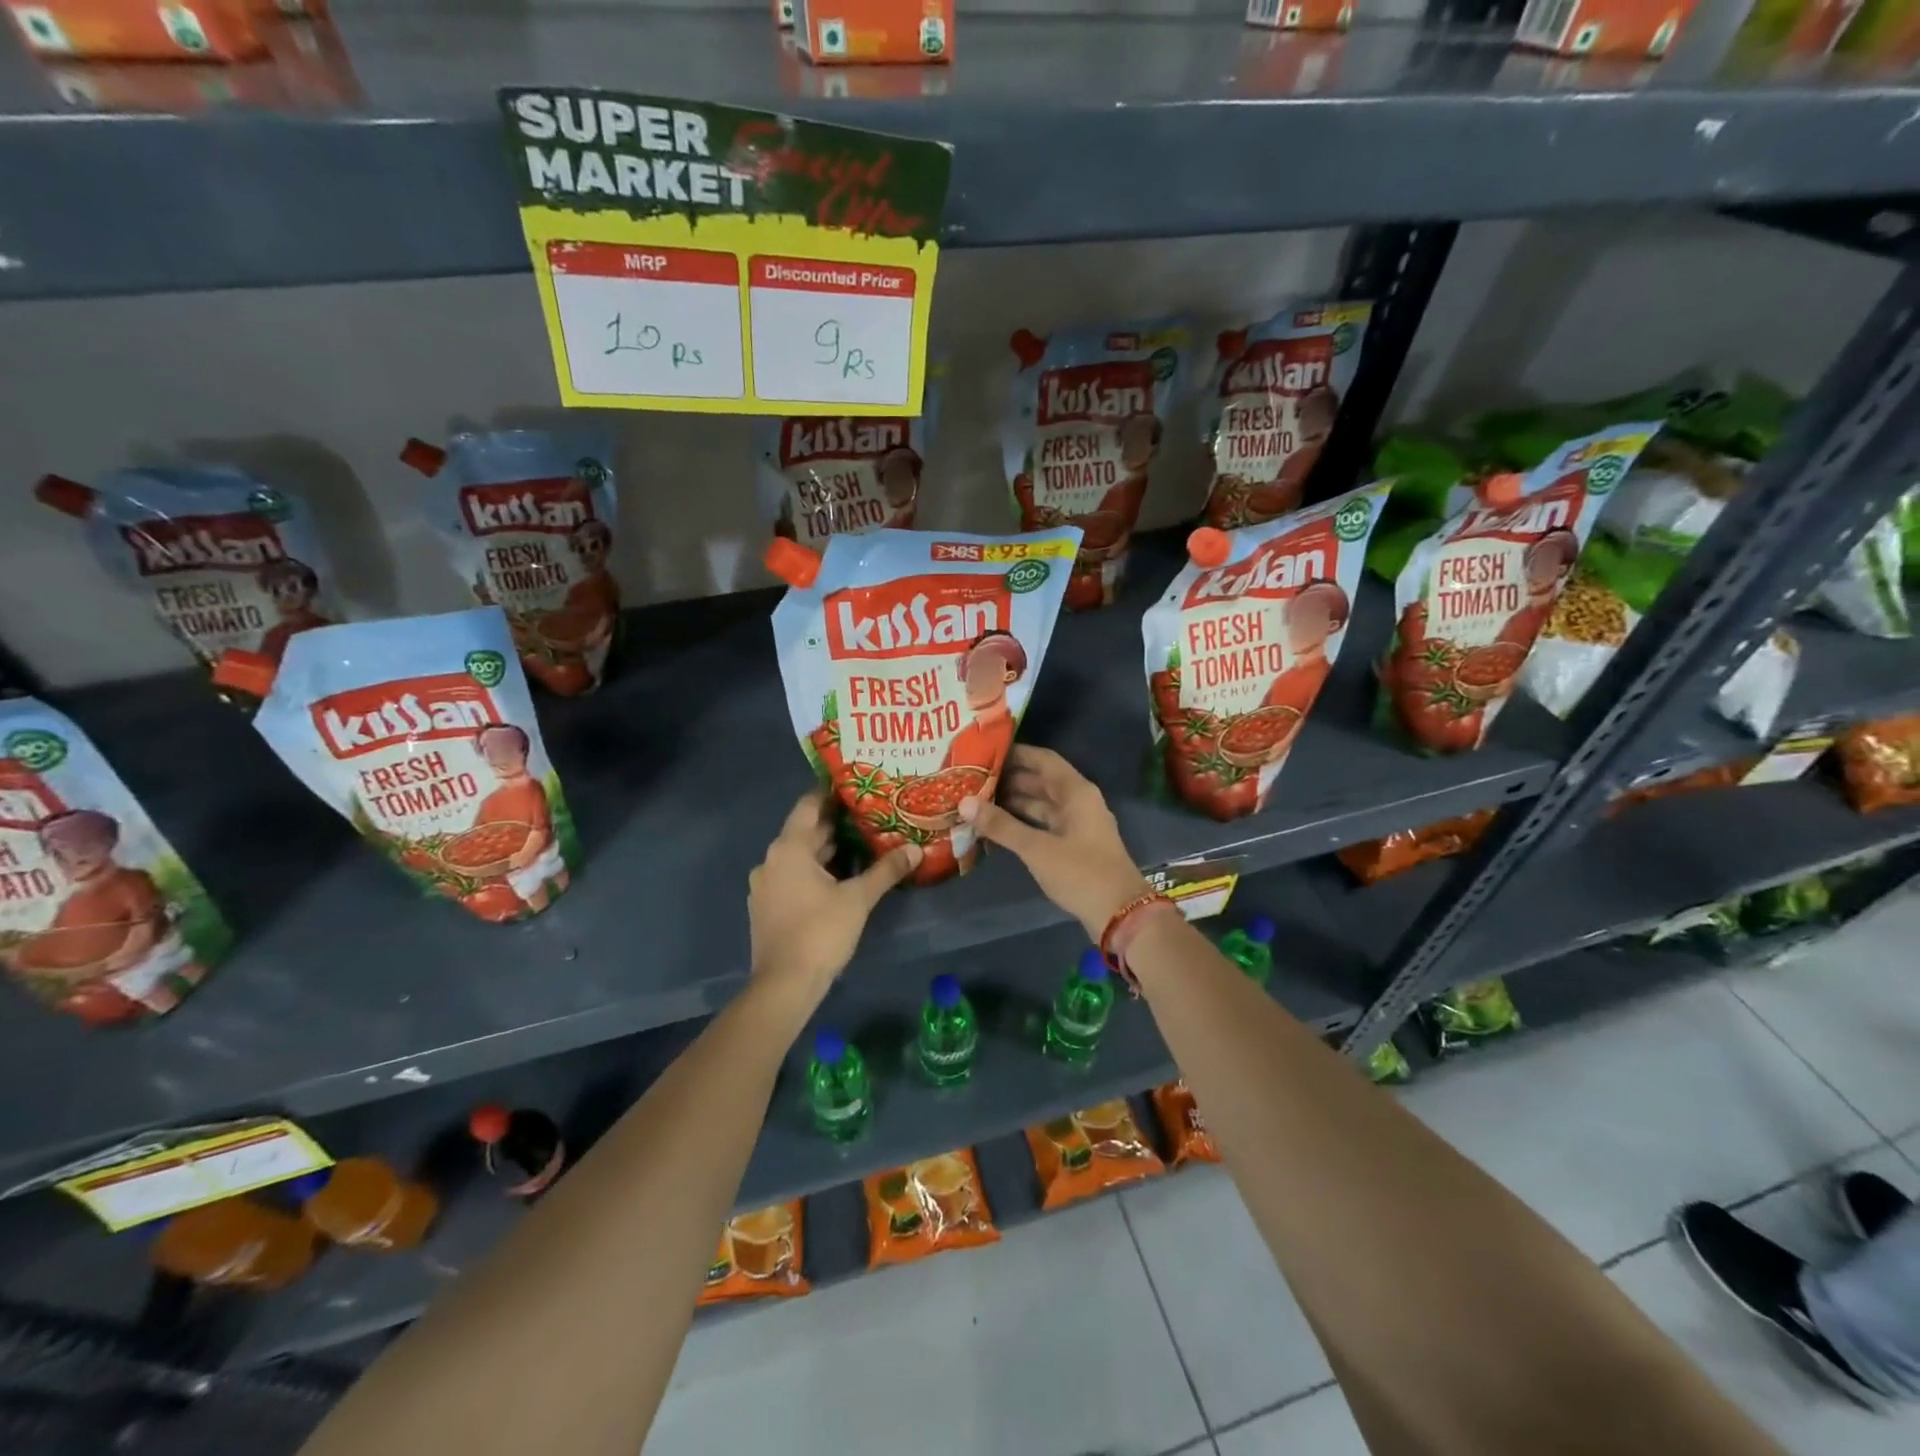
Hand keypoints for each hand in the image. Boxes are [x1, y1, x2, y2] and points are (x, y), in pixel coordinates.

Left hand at [748, 791, 920, 1001]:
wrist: (784, 985)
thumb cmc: (820, 933)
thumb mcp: (858, 899)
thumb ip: (886, 870)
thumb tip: (915, 849)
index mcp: (789, 848)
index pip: (809, 806)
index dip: (831, 793)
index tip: (856, 784)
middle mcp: (771, 860)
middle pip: (806, 832)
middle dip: (837, 824)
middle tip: (871, 813)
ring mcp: (766, 885)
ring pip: (800, 856)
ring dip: (827, 850)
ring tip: (863, 842)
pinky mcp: (768, 906)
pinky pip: (793, 876)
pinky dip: (816, 870)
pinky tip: (842, 877)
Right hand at [959, 745, 1150, 938]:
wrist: (1120, 913)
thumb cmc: (1081, 873)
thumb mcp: (1037, 849)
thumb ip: (1001, 825)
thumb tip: (965, 802)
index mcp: (1076, 792)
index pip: (1043, 759)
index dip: (1016, 754)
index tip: (985, 752)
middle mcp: (1079, 801)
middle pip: (1042, 780)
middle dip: (1010, 778)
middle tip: (974, 778)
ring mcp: (1078, 824)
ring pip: (1042, 803)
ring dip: (1015, 801)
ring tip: (979, 800)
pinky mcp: (1075, 844)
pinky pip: (1045, 823)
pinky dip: (1024, 822)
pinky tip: (998, 827)